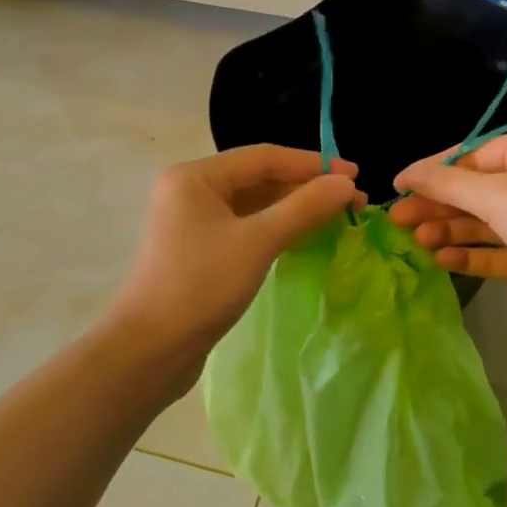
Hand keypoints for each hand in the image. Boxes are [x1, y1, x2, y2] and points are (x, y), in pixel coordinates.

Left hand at [111, 146, 362, 369]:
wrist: (151, 349)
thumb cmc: (201, 285)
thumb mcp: (258, 241)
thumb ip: (305, 207)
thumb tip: (347, 183)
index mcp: (196, 176)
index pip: (264, 157)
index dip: (313, 164)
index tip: (355, 175)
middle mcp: (192, 190)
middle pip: (260, 178)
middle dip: (307, 187)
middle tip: (354, 200)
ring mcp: (194, 221)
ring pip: (255, 204)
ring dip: (296, 208)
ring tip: (338, 217)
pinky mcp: (201, 250)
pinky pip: (247, 227)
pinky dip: (278, 228)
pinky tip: (306, 235)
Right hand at [391, 131, 506, 334]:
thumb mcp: (494, 192)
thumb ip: (445, 183)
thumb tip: (405, 174)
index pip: (470, 156)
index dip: (432, 170)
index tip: (397, 186)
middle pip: (472, 191)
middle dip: (436, 204)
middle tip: (396, 221)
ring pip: (481, 223)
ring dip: (448, 230)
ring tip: (415, 242)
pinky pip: (495, 252)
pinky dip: (469, 254)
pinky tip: (441, 260)